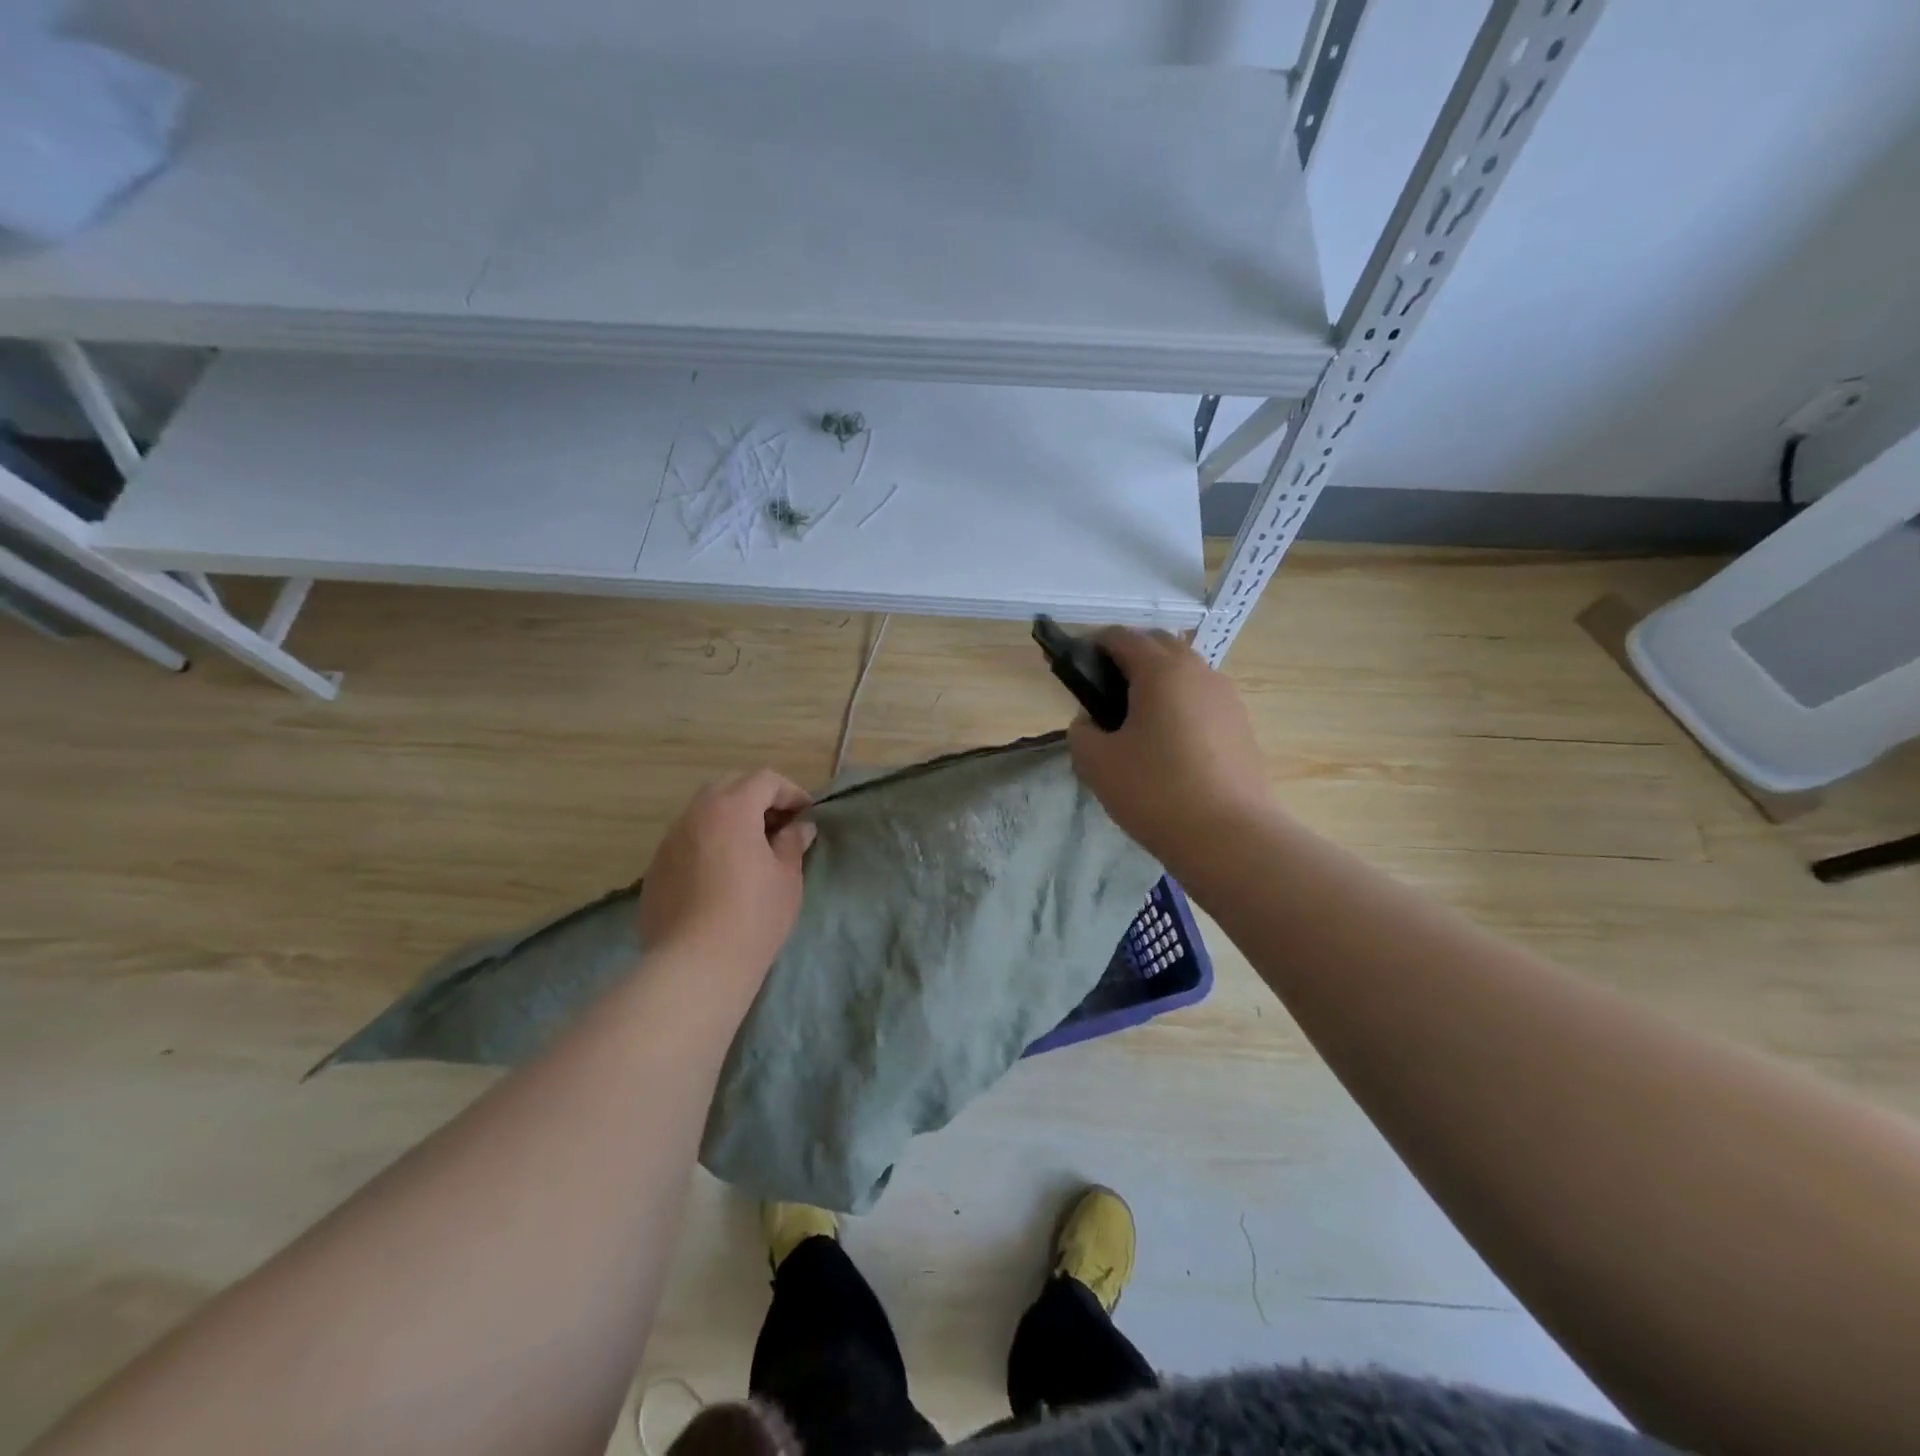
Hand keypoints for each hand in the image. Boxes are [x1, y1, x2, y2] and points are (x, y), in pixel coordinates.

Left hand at [638, 770, 816, 986]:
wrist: (695, 965)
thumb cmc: (753, 915)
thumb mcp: (786, 877)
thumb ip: (792, 843)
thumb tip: (799, 827)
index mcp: (731, 808)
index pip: (764, 780)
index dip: (790, 792)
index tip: (806, 814)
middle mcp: (695, 815)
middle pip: (729, 787)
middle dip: (757, 799)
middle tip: (779, 825)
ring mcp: (670, 841)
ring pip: (704, 813)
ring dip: (730, 819)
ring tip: (751, 849)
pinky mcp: (655, 869)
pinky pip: (687, 841)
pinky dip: (709, 843)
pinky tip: (722, 874)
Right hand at [1068, 628, 1269, 862]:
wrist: (1230, 837)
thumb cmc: (1154, 791)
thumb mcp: (1096, 762)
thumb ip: (1082, 731)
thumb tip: (1092, 722)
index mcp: (1160, 670)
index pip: (1121, 637)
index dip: (1094, 646)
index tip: (1077, 668)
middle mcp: (1198, 672)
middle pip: (1159, 646)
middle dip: (1129, 657)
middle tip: (1104, 692)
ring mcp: (1226, 697)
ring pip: (1185, 672)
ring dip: (1158, 681)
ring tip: (1137, 721)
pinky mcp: (1242, 725)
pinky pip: (1202, 699)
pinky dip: (1180, 705)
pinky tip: (1169, 744)